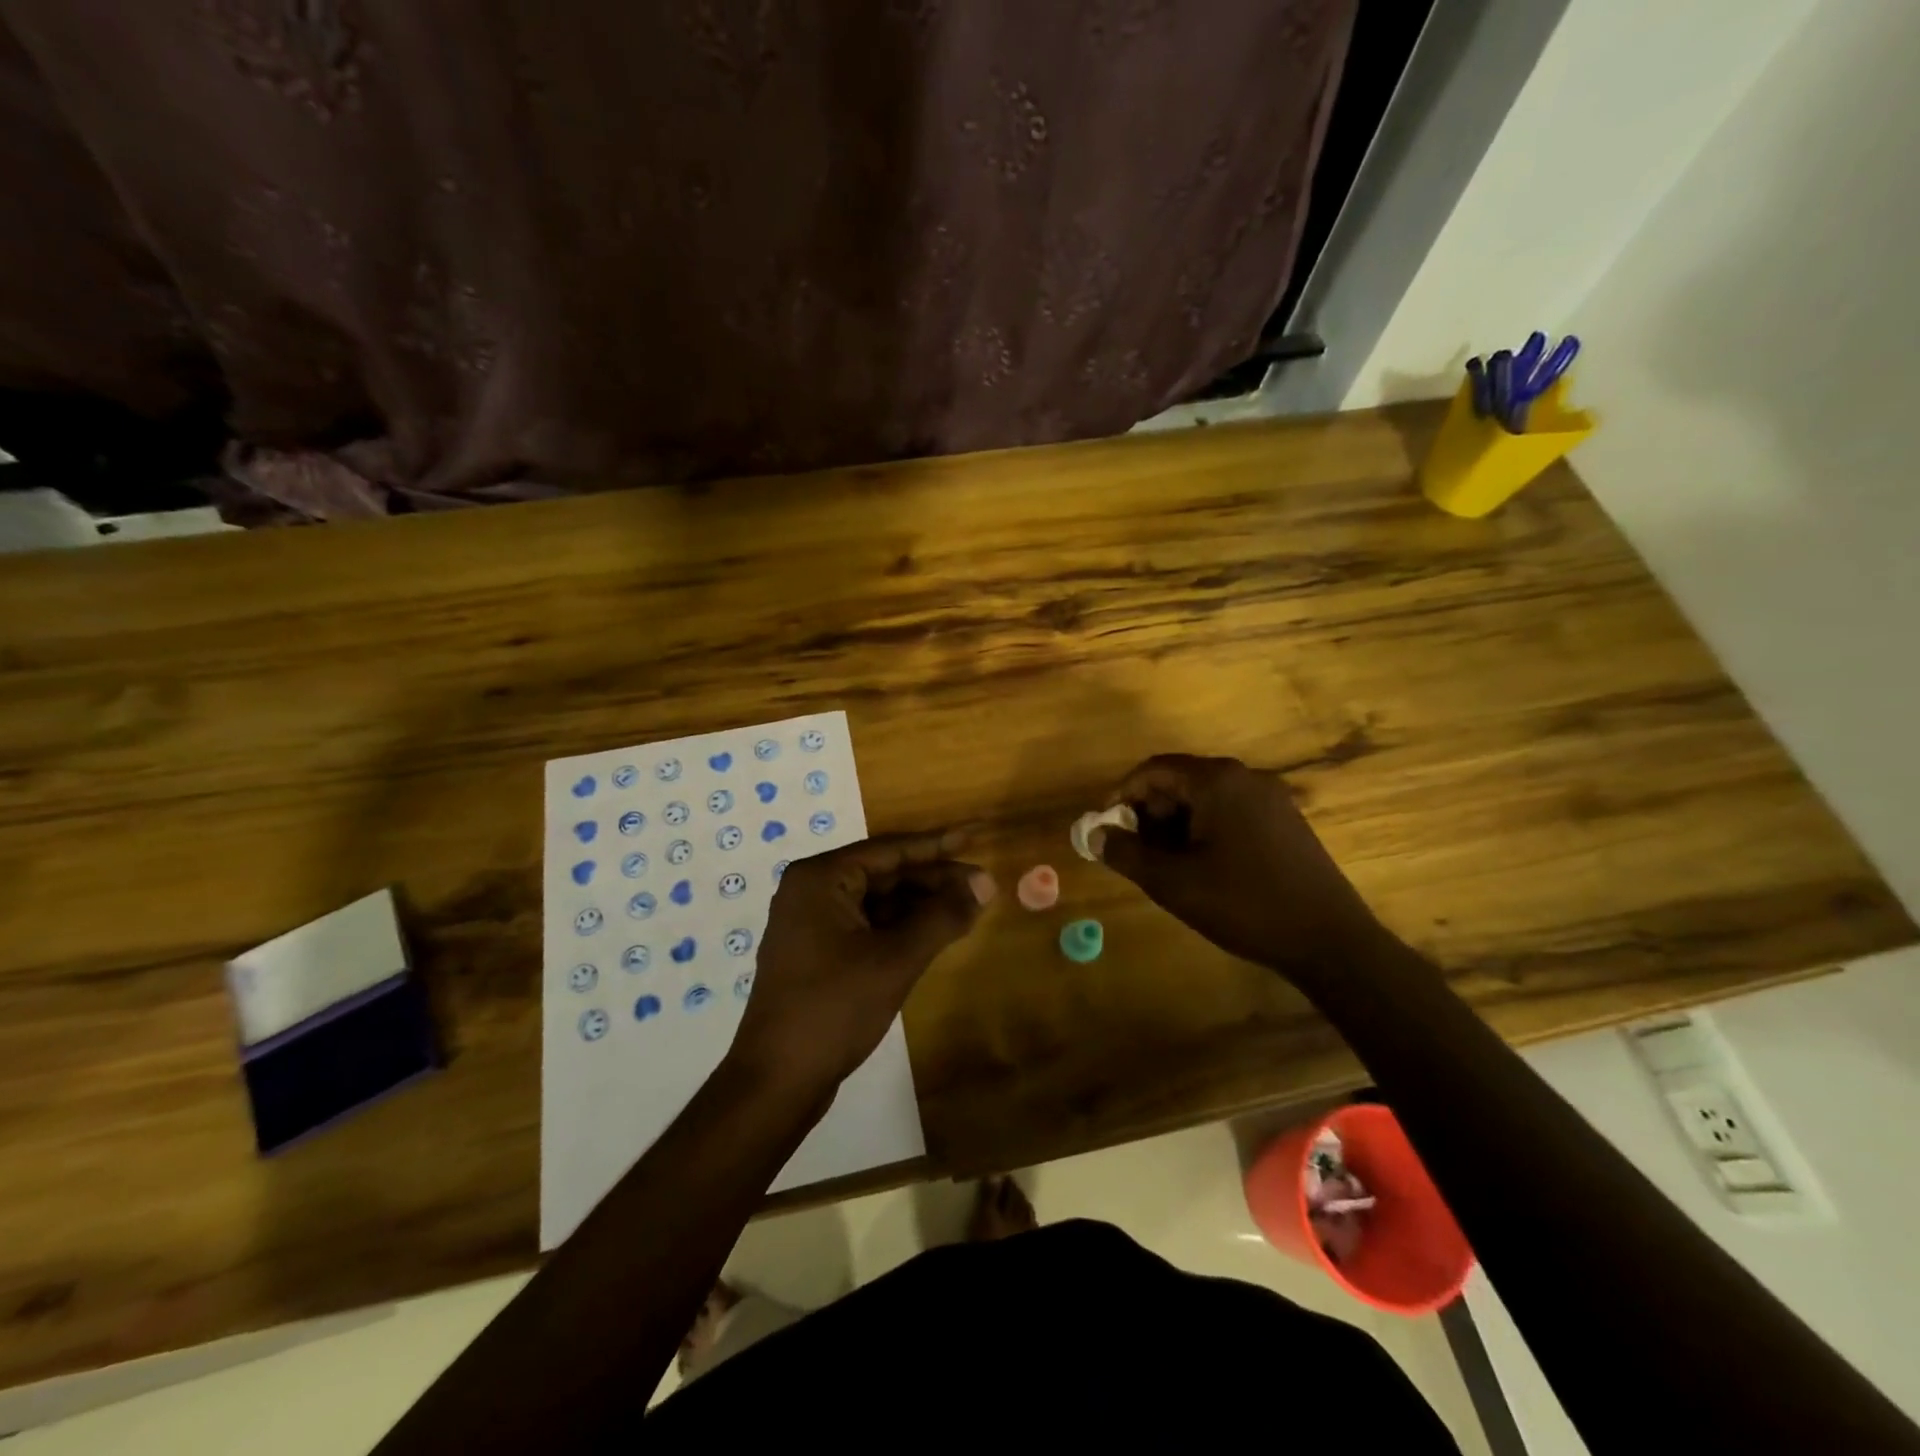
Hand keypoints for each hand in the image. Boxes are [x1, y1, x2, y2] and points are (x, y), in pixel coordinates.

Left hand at [730, 831, 994, 1092]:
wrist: (776, 1081)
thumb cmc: (834, 1008)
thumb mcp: (895, 959)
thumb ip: (942, 917)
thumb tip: (985, 884)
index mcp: (821, 878)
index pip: (890, 850)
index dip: (938, 844)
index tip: (975, 835)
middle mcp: (811, 890)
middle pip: (884, 873)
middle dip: (933, 880)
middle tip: (982, 885)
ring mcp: (811, 923)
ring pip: (878, 901)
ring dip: (920, 905)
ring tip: (967, 909)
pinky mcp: (817, 952)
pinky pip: (867, 925)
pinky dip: (901, 928)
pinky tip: (934, 934)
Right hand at [1094, 754, 1379, 982]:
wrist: (1328, 939)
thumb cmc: (1243, 904)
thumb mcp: (1172, 882)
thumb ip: (1125, 853)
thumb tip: (1092, 835)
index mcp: (1216, 782)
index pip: (1154, 770)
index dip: (1122, 795)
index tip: (1105, 826)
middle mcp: (1245, 778)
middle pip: (1180, 780)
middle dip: (1150, 811)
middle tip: (1135, 849)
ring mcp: (1270, 798)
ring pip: (1205, 798)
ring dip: (1176, 824)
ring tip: (1166, 864)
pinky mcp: (1285, 821)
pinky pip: (1231, 812)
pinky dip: (1205, 830)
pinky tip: (1203, 867)